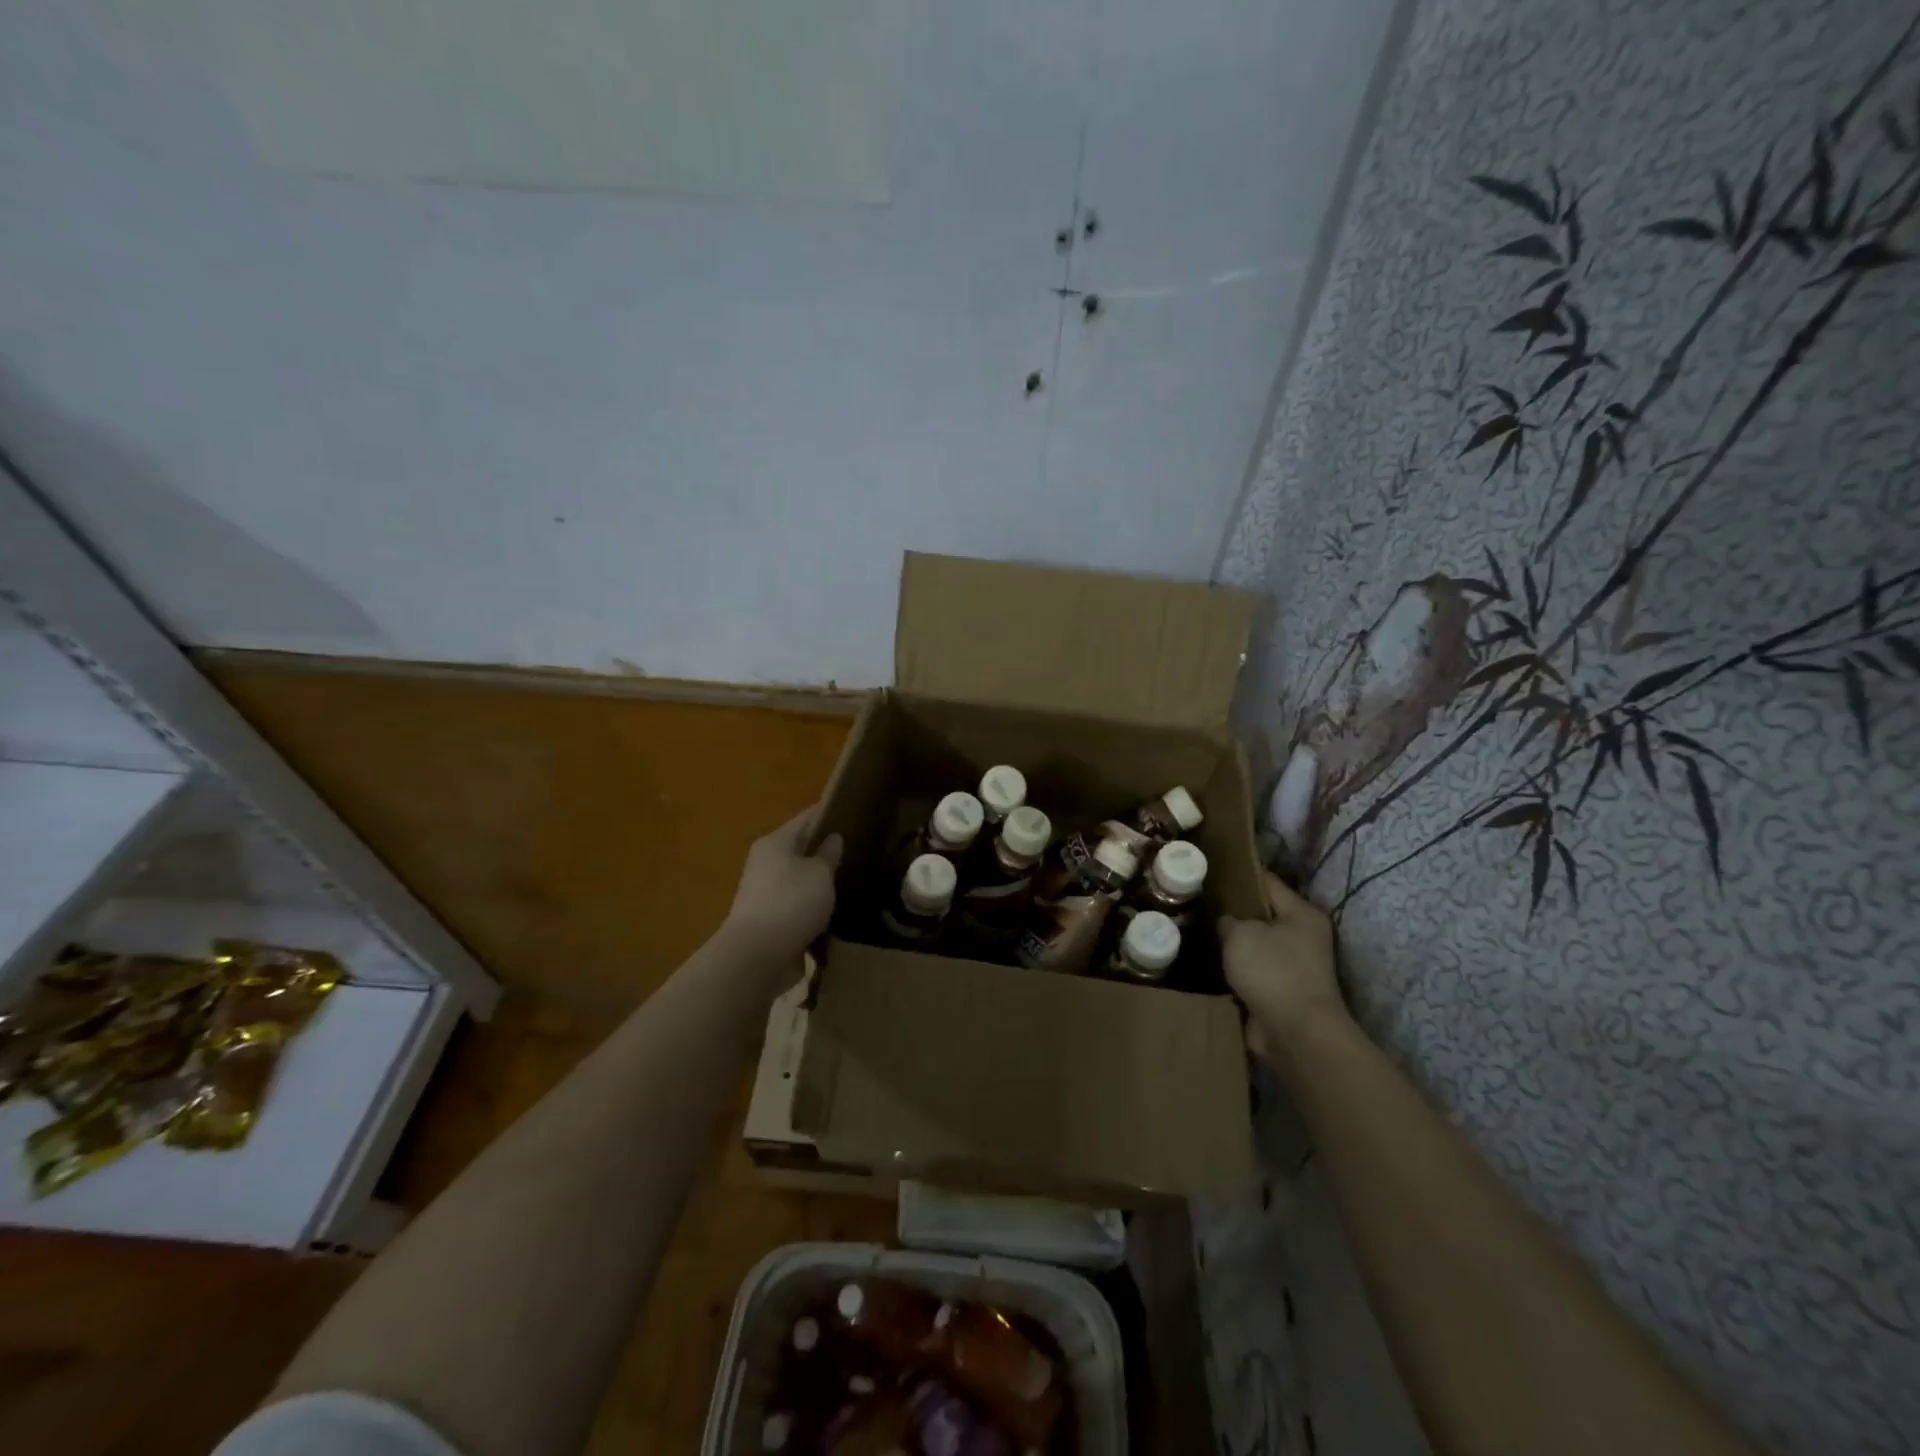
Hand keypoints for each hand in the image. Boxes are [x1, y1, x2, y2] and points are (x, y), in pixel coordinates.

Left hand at [721, 804, 842, 966]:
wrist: (756, 957)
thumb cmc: (791, 902)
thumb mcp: (819, 873)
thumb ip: (828, 854)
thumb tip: (832, 839)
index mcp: (775, 842)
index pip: (806, 818)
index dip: (830, 813)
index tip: (855, 812)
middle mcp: (765, 862)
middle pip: (801, 848)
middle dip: (826, 849)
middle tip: (860, 848)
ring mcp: (764, 892)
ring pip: (799, 877)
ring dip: (819, 880)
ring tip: (851, 879)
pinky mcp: (769, 919)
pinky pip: (797, 903)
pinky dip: (812, 904)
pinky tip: (834, 908)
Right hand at [1219, 871, 1346, 1061]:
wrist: (1296, 1033)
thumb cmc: (1272, 971)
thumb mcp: (1241, 933)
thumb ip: (1229, 921)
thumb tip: (1228, 923)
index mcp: (1302, 914)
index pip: (1268, 882)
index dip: (1241, 874)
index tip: (1213, 869)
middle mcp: (1305, 937)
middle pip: (1264, 915)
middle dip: (1235, 911)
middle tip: (1201, 902)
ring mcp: (1296, 968)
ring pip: (1258, 946)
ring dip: (1235, 944)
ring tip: (1201, 931)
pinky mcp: (1283, 993)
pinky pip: (1255, 972)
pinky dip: (1238, 970)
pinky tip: (1212, 962)